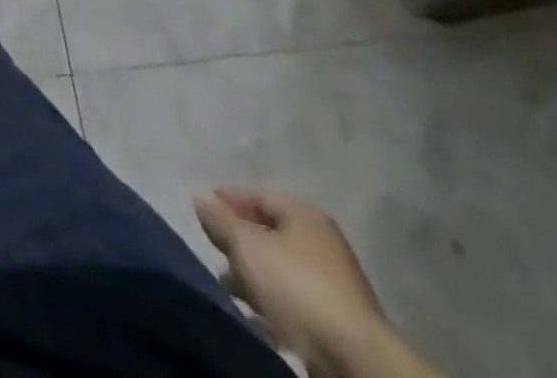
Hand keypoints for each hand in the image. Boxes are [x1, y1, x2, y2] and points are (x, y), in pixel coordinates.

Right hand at [193, 189, 385, 371]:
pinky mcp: (336, 322)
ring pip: (280, 271)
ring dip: (253, 277)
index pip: (257, 195)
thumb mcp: (246, 245)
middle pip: (269, 234)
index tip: (202, 213)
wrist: (355, 359)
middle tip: (214, 251)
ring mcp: (333, 284)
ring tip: (228, 288)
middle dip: (239, 243)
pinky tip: (255, 317)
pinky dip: (272, 305)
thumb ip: (220, 220)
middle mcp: (321, 243)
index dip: (227, 201)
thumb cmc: (295, 286)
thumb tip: (201, 198)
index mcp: (304, 215)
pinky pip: (294, 303)